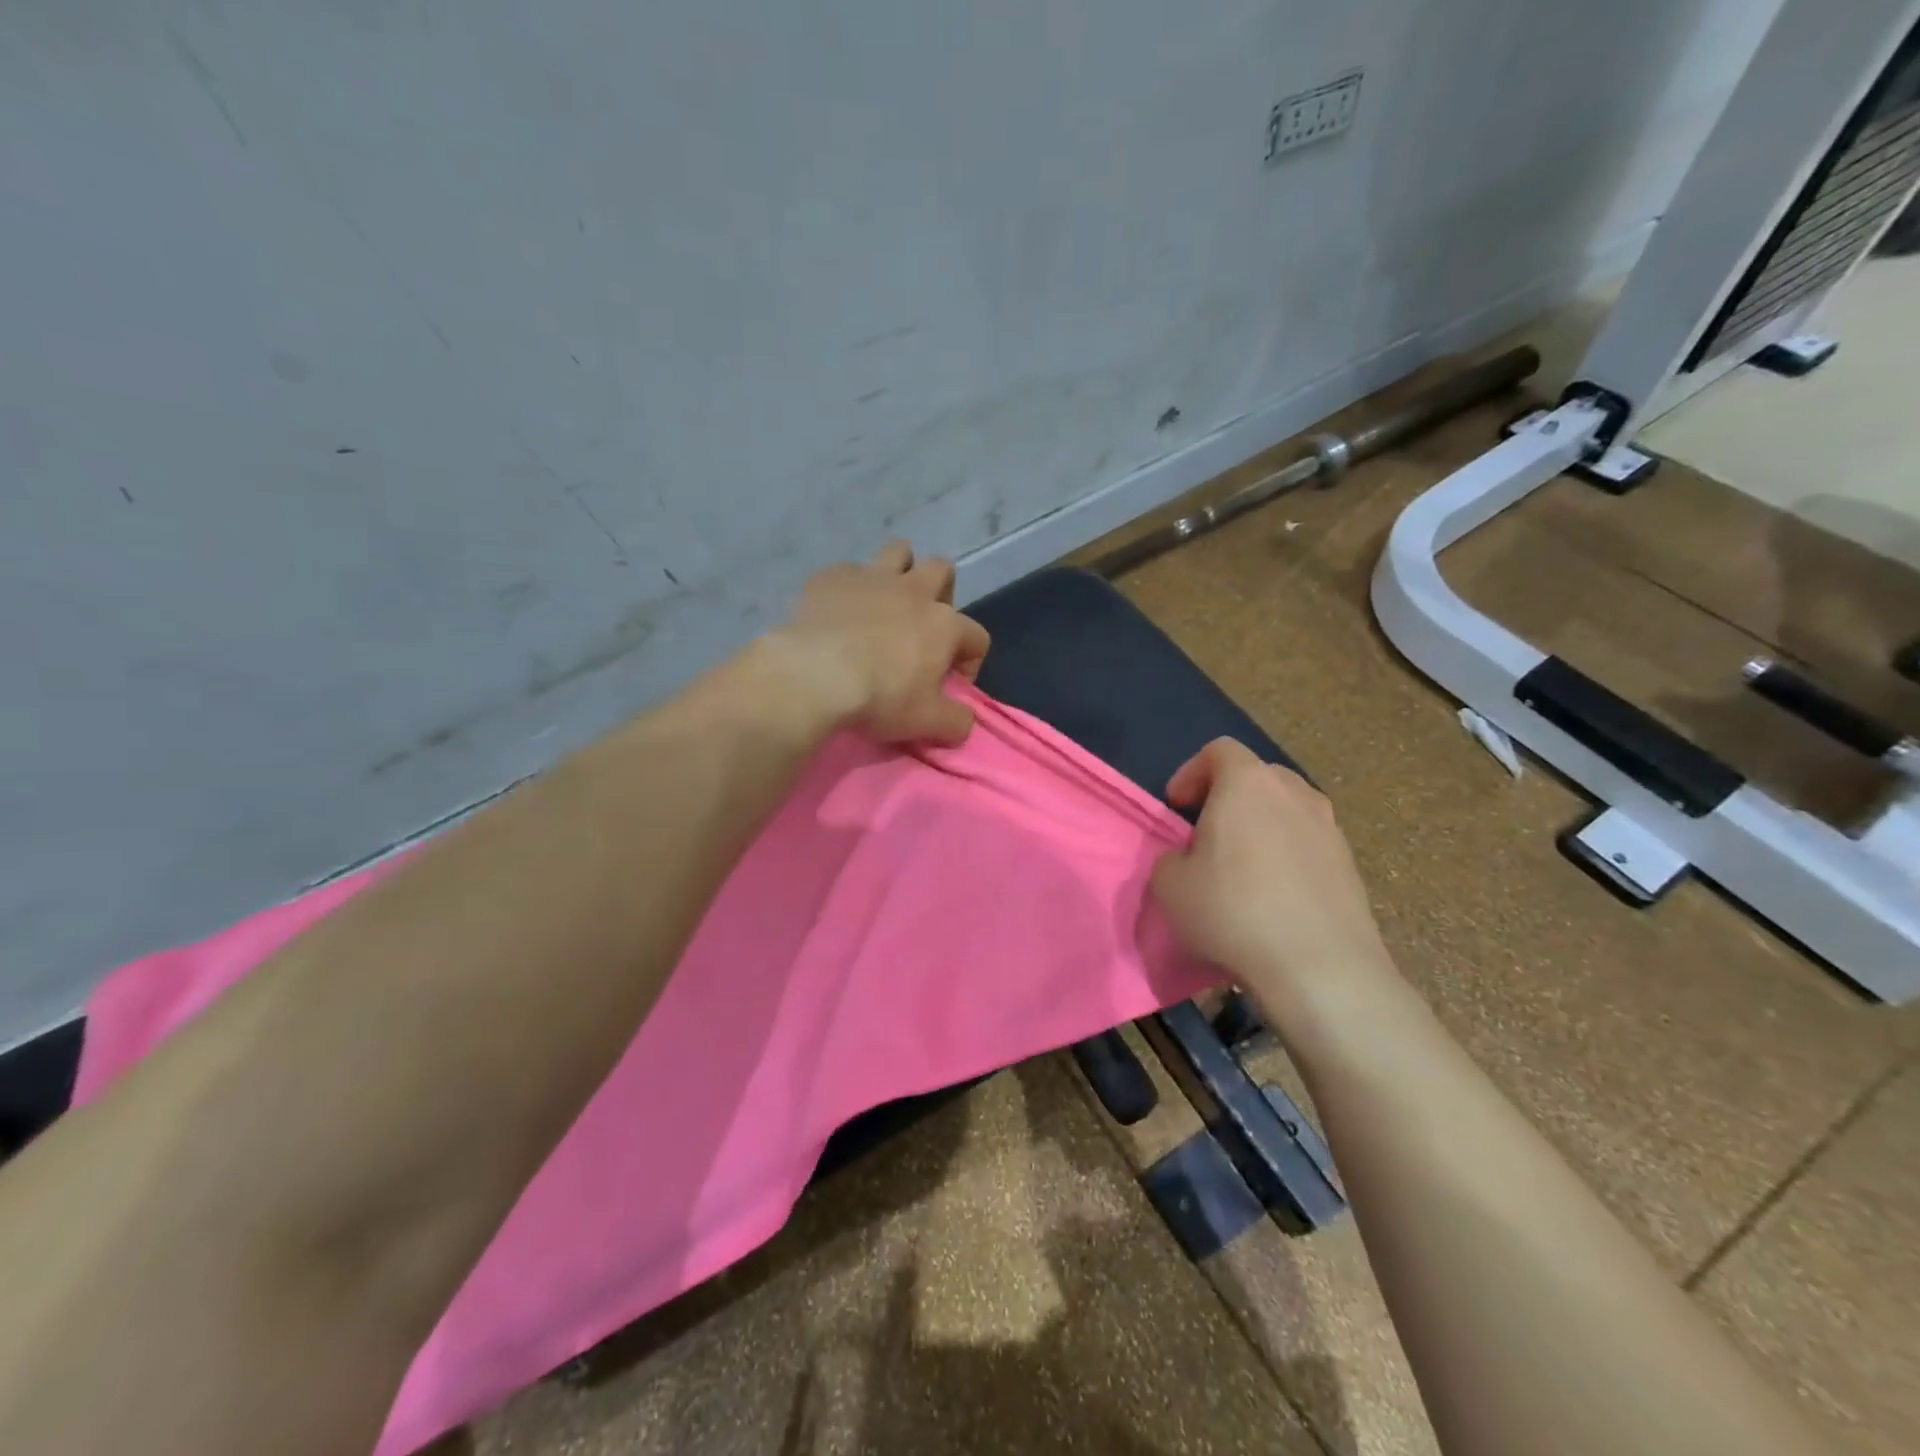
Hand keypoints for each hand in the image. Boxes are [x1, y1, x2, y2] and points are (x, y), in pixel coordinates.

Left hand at [766, 541, 990, 744]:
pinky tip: (838, 611)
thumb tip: (965, 721)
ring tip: (885, 601)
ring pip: (899, 552)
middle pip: (942, 570)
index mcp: (944, 625)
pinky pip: (848, 571)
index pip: (977, 636)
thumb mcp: (926, 722)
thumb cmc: (880, 698)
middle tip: (922, 627)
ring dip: (899, 571)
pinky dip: (849, 588)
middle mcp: (913, 591)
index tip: (951, 684)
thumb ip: (956, 721)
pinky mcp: (832, 576)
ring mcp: (872, 577)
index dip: (970, 661)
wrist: (814, 675)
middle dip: (940, 593)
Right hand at [1151, 738, 1400, 1027]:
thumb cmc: (1233, 912)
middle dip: (1227, 796)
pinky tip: (1274, 897)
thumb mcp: (1170, 885)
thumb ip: (1171, 858)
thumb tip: (1188, 860)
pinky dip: (1287, 856)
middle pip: (1257, 776)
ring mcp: (1330, 829)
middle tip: (1206, 833)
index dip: (1191, 773)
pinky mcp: (1350, 866)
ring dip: (1260, 826)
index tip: (1176, 807)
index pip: (1218, 750)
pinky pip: (1308, 844)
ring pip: (1287, 810)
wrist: (1320, 968)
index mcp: (1247, 784)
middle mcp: (1294, 794)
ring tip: (1241, 867)